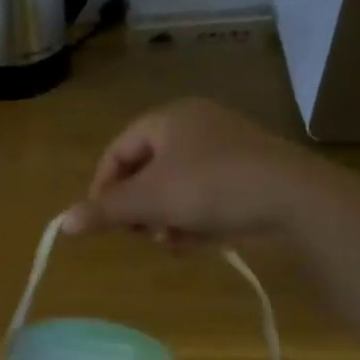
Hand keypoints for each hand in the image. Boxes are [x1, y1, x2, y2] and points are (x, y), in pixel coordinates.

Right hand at [60, 98, 340, 243]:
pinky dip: (197, 220)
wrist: (298, 200)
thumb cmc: (212, 187)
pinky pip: (206, 197)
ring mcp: (228, 150)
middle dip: (140, 209)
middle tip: (141, 234)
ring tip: (174, 241)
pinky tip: (202, 242)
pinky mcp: (251, 175)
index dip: (103, 187)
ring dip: (167, 220)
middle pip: (147, 172)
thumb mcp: (149, 201)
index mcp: (169, 118)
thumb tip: (62, 223)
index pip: (118, 151)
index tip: (102, 221)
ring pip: (176, 189)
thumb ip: (104, 211)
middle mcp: (197, 126)